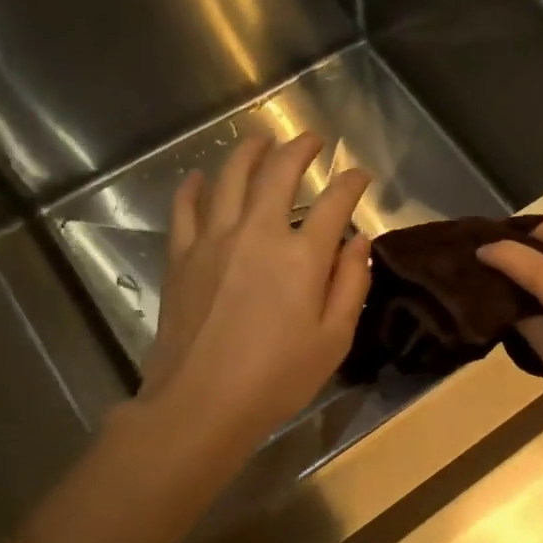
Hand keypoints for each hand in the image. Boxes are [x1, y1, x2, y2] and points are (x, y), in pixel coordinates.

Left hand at [135, 133, 372, 450]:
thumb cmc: (277, 378)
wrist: (201, 403)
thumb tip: (358, 240)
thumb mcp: (334, 339)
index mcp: (302, 256)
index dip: (352, 183)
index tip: (361, 175)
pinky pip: (186, 207)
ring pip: (230, 177)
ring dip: (248, 151)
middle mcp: (257, 233)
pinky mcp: (182, 256)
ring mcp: (213, 240)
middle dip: (300, 148)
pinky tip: (201, 177)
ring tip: (260, 139)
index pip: (334, 202)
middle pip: (279, 173)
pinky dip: (195, 187)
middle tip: (312, 139)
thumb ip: (351, 283)